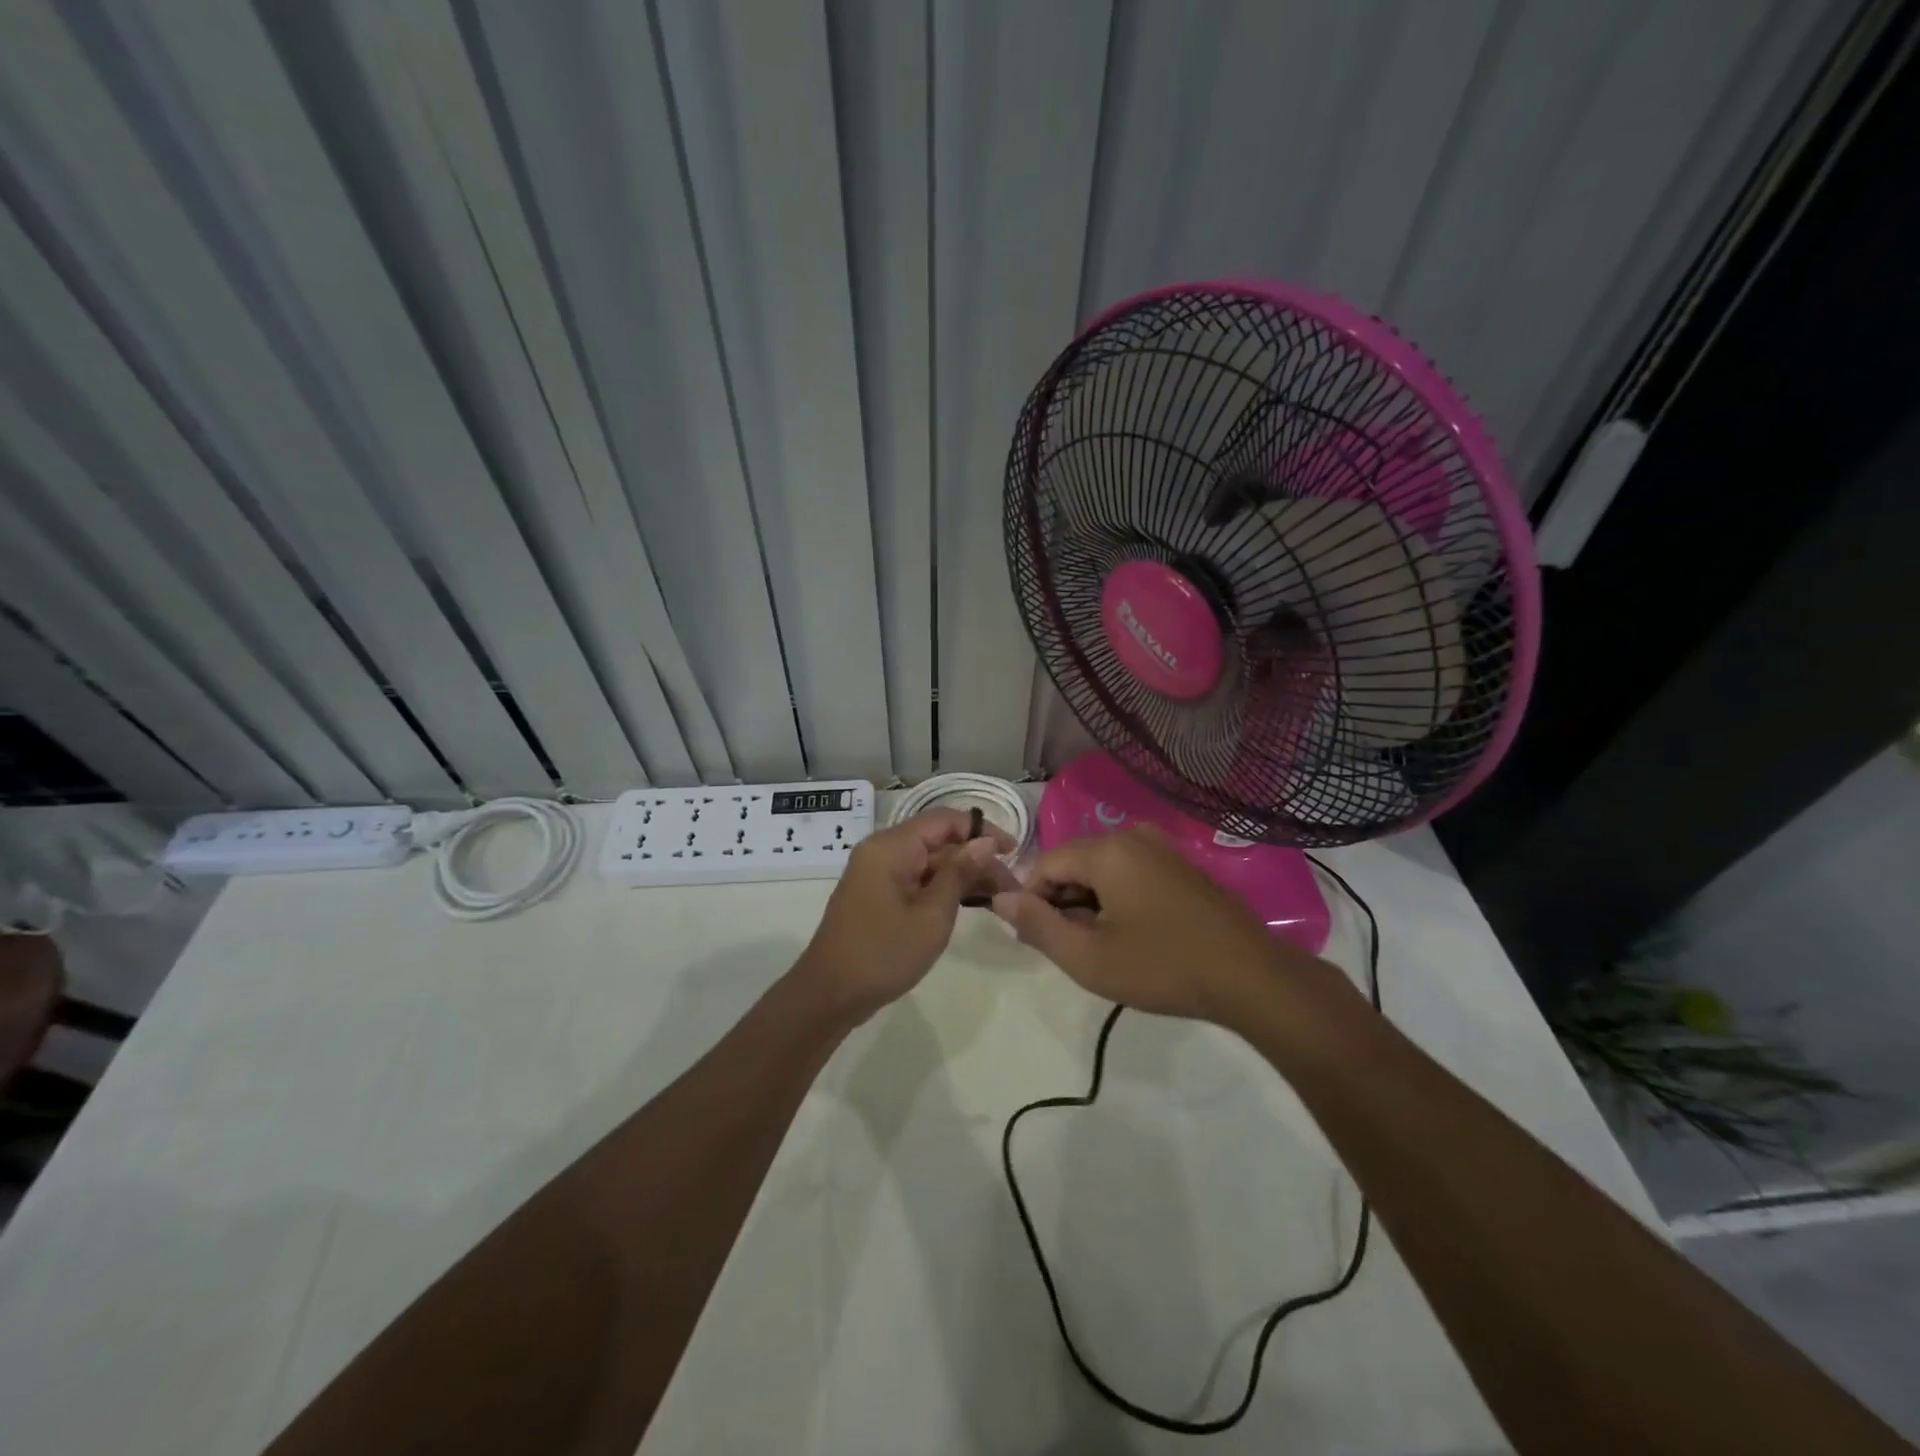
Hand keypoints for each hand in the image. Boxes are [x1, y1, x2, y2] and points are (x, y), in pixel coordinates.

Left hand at [795, 809, 1014, 1022]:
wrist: (829, 995)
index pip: (945, 820)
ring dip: (962, 874)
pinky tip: (970, 903)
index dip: (982, 830)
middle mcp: (882, 850)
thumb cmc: (884, 953)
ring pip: (929, 861)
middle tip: (1011, 887)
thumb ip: (959, 873)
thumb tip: (986, 842)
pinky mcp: (877, 894)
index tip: (1014, 852)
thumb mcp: (932, 915)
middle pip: (938, 840)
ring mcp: (877, 873)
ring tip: (999, 897)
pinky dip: (942, 887)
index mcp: (891, 846)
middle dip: (976, 858)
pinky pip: (916, 879)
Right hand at [991, 825, 1289, 1021]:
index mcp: (1106, 849)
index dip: (1032, 903)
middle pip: (1073, 864)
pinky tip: (1135, 936)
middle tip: (1074, 950)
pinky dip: (1118, 899)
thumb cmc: (1162, 966)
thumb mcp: (1089, 957)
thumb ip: (1037, 924)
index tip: (1040, 941)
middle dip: (1063, 904)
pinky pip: (1130, 873)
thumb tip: (998, 898)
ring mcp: (1161, 848)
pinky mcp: (1181, 865)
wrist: (1251, 977)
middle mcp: (1132, 836)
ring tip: (1105, 948)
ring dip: (1090, 905)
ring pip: (1102, 870)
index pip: (1044, 865)